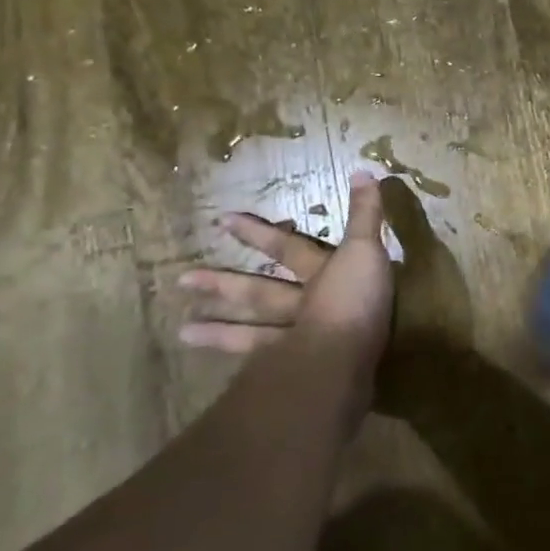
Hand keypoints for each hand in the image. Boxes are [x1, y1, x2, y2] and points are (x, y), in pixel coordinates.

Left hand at [180, 171, 394, 376]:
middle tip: (182, 282)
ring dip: (222, 333)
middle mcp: (301, 304)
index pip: (285, 248)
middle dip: (223, 285)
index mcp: (319, 273)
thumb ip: (366, 216)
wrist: (348, 358)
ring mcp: (296, 341)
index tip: (221, 221)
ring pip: (254, 333)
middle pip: (257, 293)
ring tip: (183, 334)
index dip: (258, 233)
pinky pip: (268, 370)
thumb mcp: (367, 250)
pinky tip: (234, 380)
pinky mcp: (299, 375)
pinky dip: (250, 374)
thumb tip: (363, 170)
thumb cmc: (357, 301)